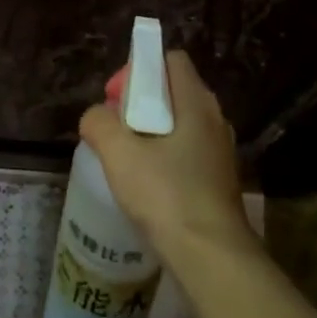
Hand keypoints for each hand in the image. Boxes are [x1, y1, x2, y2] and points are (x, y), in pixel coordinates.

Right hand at [79, 50, 251, 262]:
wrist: (212, 257)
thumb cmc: (166, 195)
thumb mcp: (119, 153)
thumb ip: (100, 123)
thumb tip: (96, 117)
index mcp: (196, 102)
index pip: (170, 59)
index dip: (138, 69)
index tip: (116, 99)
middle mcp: (214, 119)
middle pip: (172, 91)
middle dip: (138, 103)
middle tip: (115, 131)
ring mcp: (220, 151)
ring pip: (178, 124)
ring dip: (149, 133)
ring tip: (126, 161)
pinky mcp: (218, 180)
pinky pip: (185, 152)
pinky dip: (163, 157)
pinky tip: (145, 186)